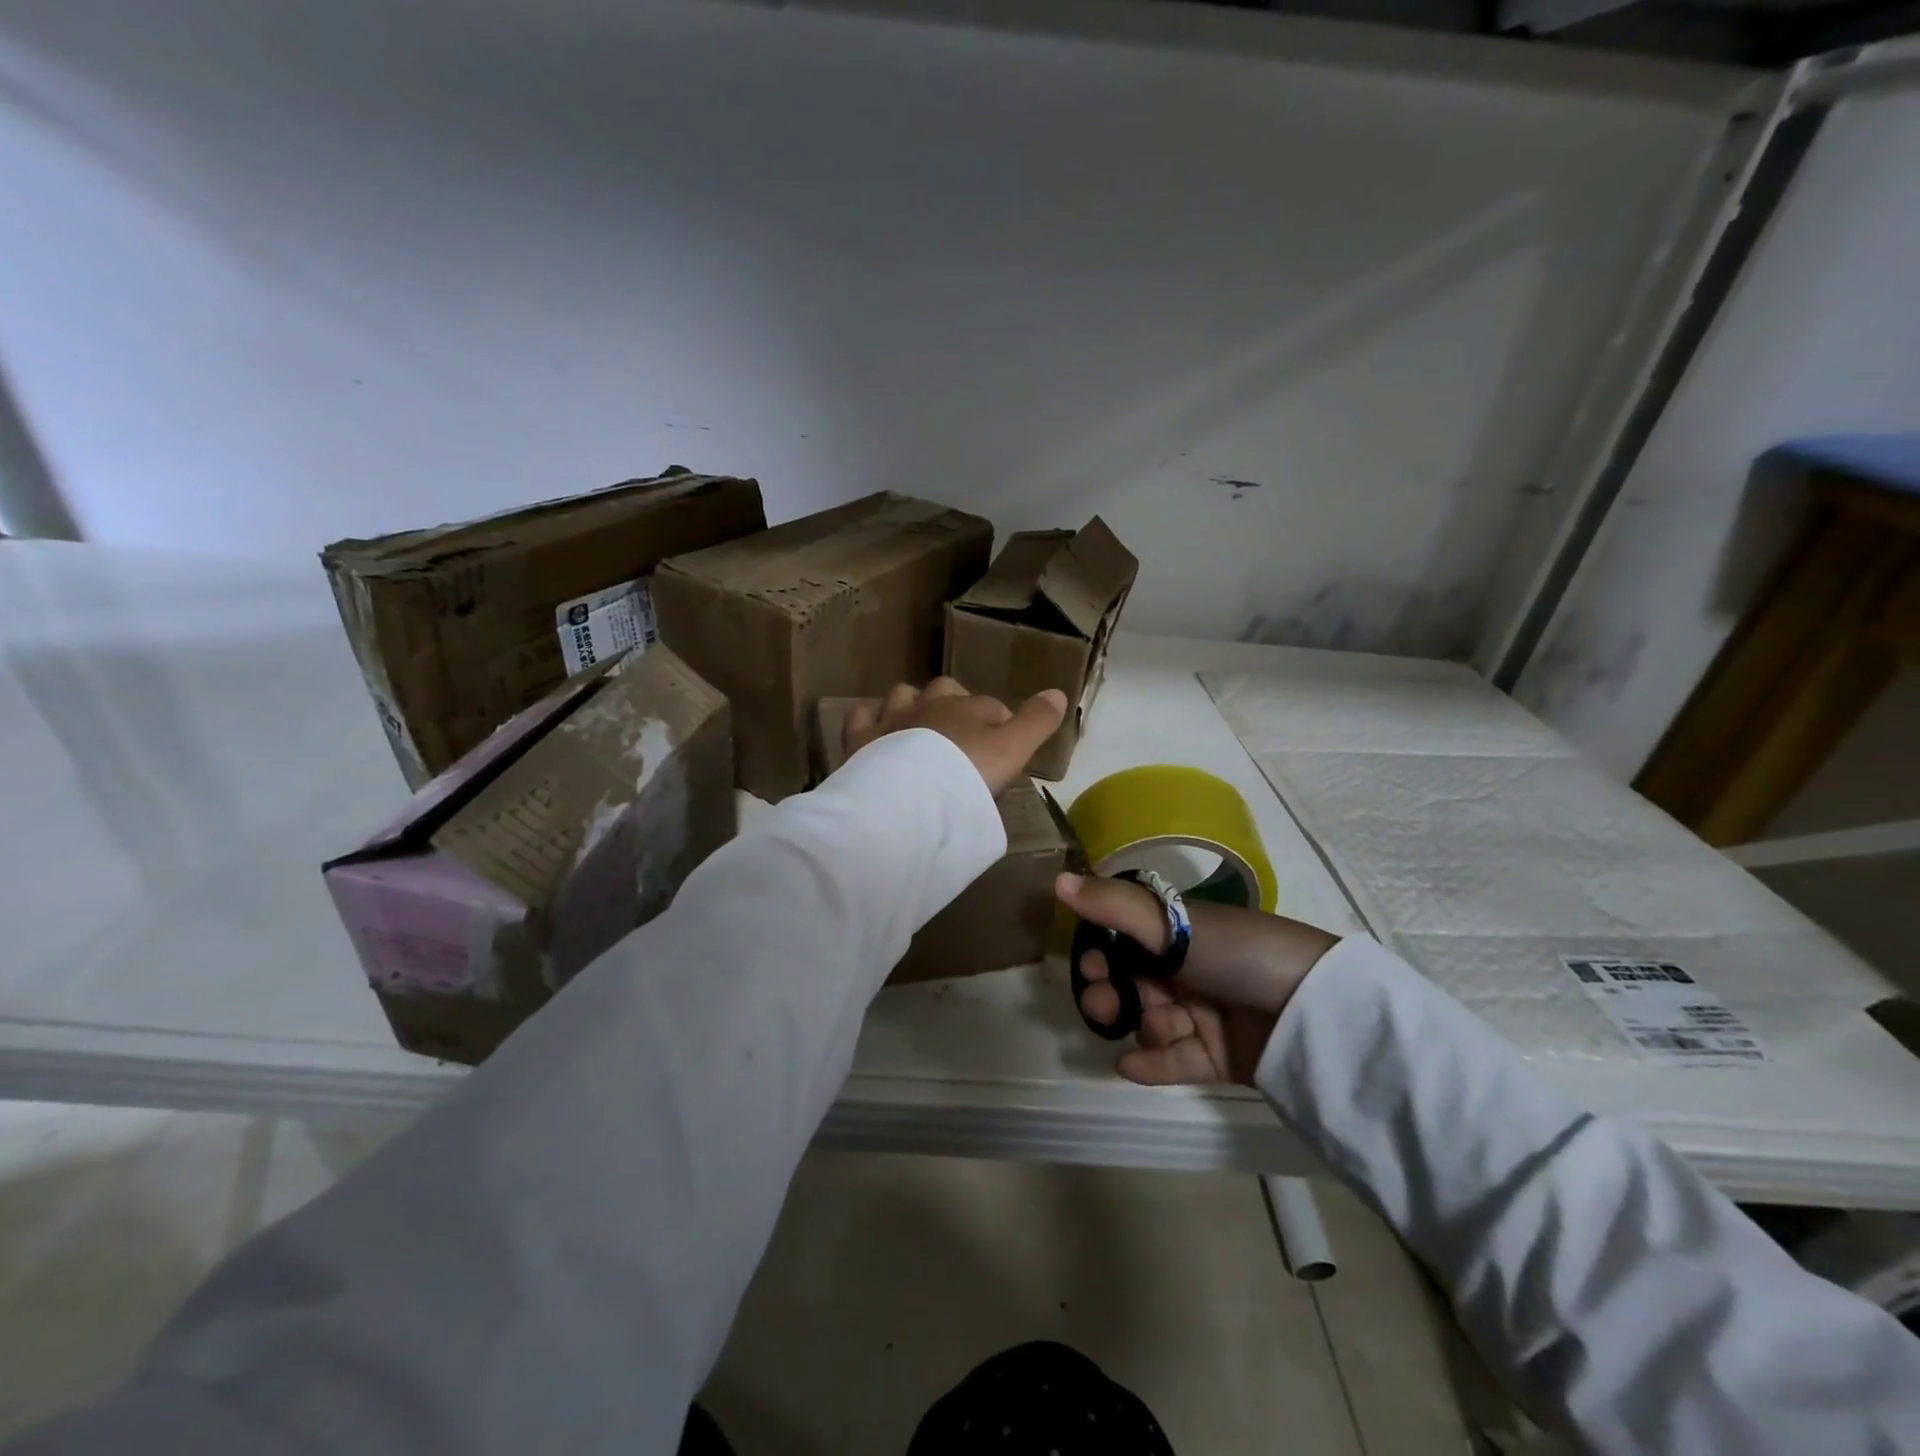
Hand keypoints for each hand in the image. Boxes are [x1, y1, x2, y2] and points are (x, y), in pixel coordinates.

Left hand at [843, 678, 1067, 795]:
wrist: (911, 798)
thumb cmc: (968, 773)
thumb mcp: (1013, 751)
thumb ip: (1037, 722)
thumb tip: (1059, 692)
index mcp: (968, 707)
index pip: (993, 706)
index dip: (1002, 723)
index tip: (1005, 749)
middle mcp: (930, 703)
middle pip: (946, 691)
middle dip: (956, 706)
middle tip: (962, 740)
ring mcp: (893, 718)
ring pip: (904, 696)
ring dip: (912, 706)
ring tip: (919, 731)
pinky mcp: (862, 739)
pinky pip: (862, 717)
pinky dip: (869, 720)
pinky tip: (874, 731)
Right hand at [1058, 872, 1338, 1086]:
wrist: (1313, 1009)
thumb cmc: (1238, 953)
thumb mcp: (1172, 924)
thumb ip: (1112, 906)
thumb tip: (1057, 880)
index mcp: (1180, 933)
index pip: (1125, 941)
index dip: (1101, 952)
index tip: (1088, 962)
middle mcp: (1188, 970)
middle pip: (1132, 984)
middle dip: (1111, 994)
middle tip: (1105, 1002)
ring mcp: (1204, 1014)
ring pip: (1151, 1022)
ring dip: (1141, 1026)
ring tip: (1152, 1029)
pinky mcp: (1218, 1055)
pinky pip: (1175, 1061)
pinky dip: (1151, 1063)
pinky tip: (1128, 1066)